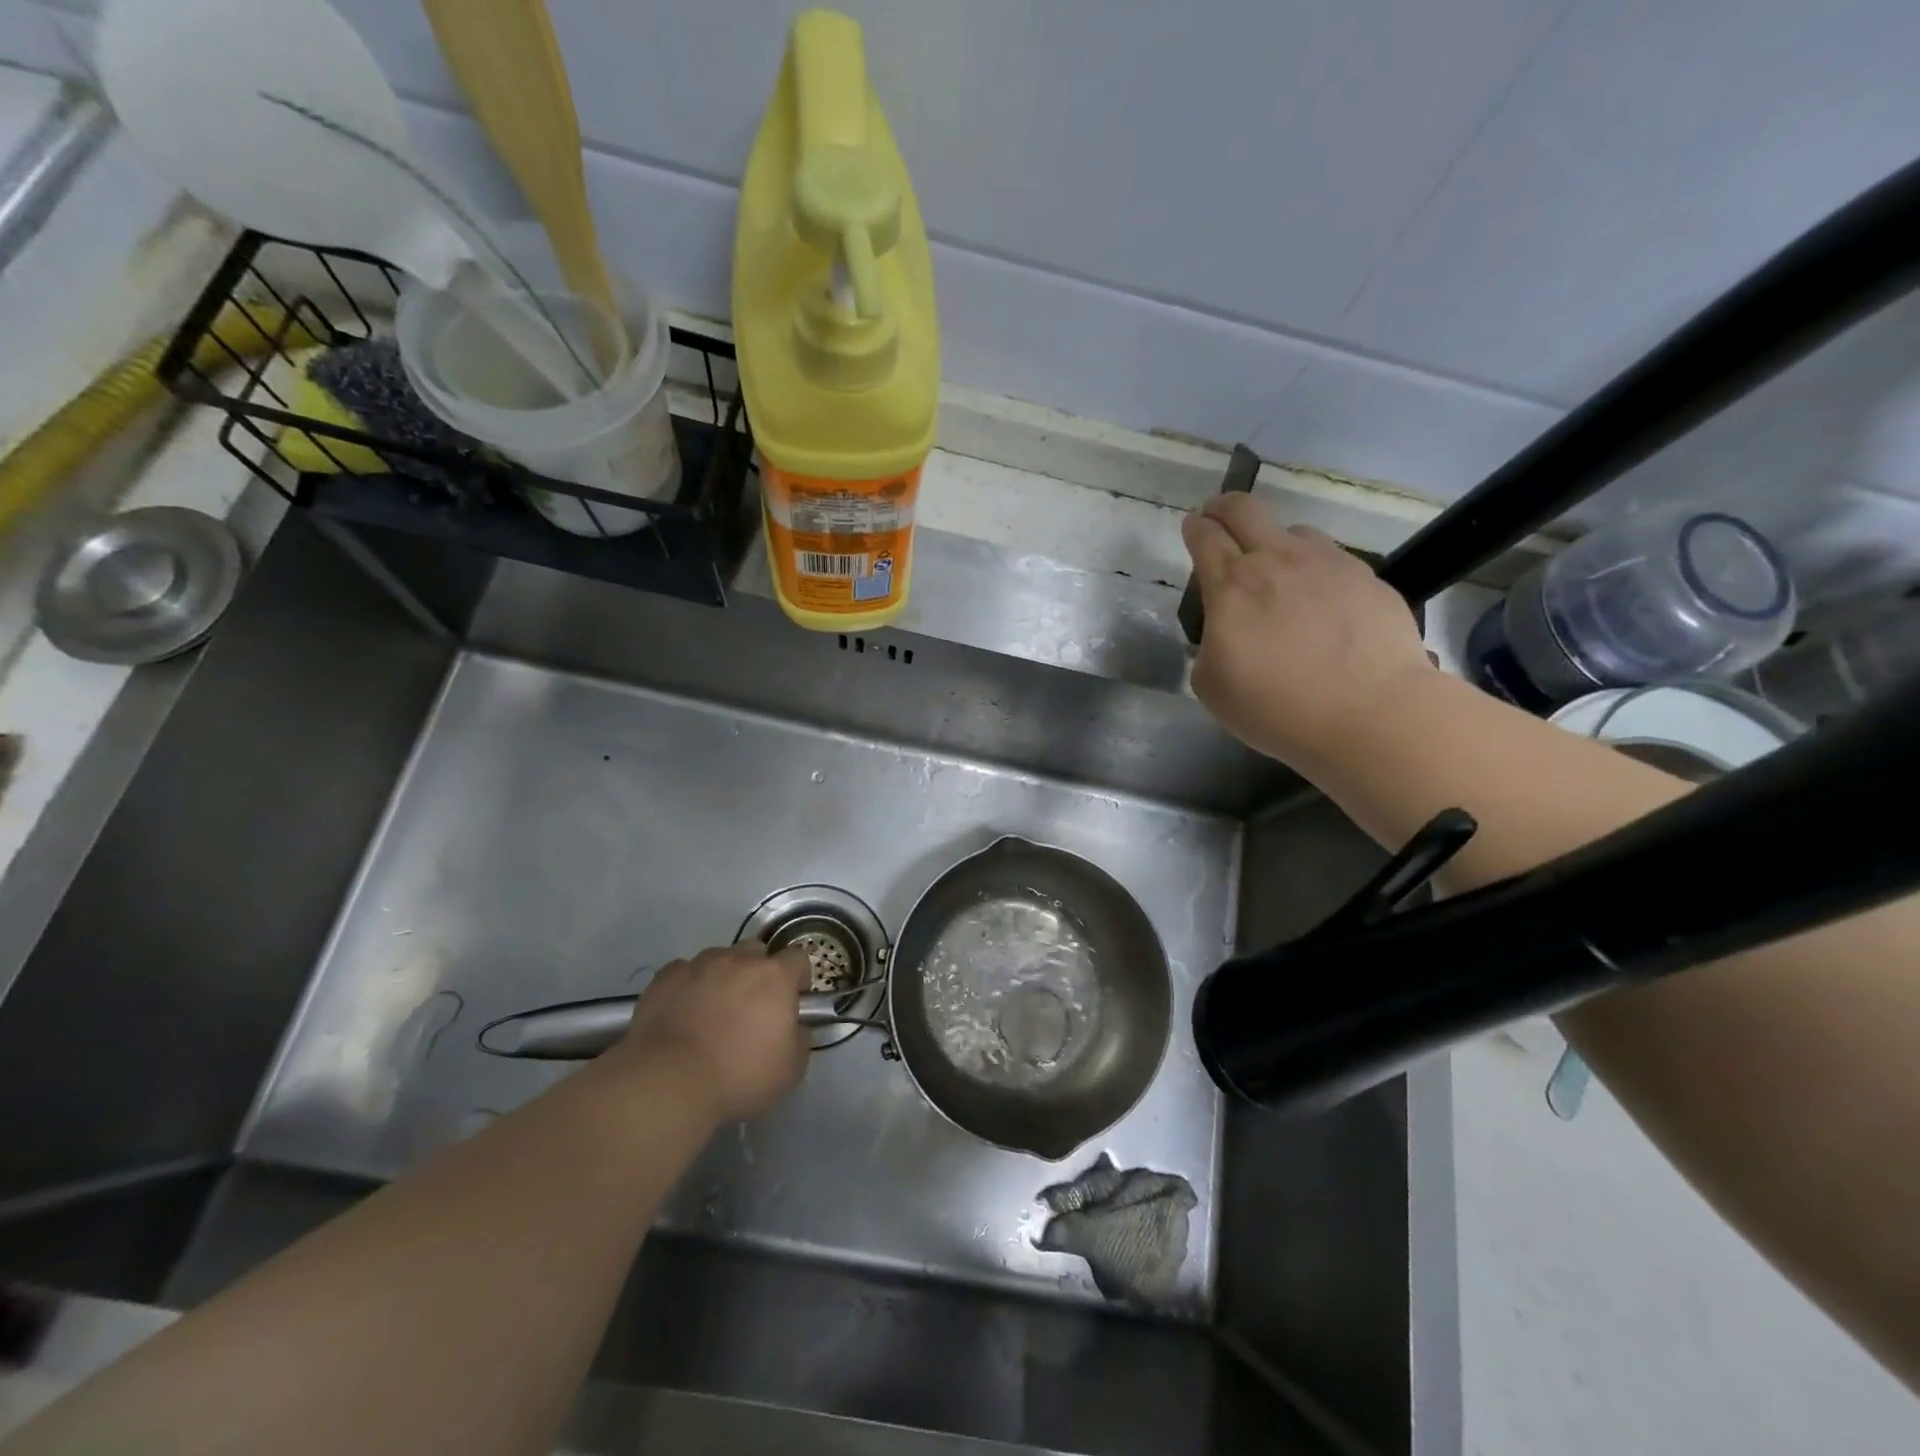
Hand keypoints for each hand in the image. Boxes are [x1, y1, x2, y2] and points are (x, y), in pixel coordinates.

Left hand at [612, 942, 812, 1121]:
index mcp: (775, 976)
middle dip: (758, 972)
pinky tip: (682, 1013)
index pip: (798, 959)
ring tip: (712, 1011)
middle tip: (752, 1007)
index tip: (792, 1002)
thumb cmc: (740, 1075)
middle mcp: (739, 960)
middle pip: (756, 951)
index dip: (798, 979)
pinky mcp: (665, 979)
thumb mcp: (791, 1068)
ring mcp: (699, 965)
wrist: (669, 1083)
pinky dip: (687, 987)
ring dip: (722, 977)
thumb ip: (800, 1038)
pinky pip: (683, 973)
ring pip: (718, 959)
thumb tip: (795, 1028)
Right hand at [1182, 493, 1432, 770]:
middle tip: (1217, 516)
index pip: (1205, 537)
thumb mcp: (1212, 685)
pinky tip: (1322, 604)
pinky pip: (1332, 561)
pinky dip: (1316, 572)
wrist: (1370, 714)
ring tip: (1278, 572)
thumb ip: (1210, 645)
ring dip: (1276, 543)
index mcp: (1232, 586)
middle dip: (1224, 506)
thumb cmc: (1277, 707)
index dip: (1194, 528)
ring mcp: (1329, 564)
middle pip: (1244, 508)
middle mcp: (1278, 560)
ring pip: (1294, 531)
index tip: (1192, 527)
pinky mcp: (1367, 578)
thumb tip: (1226, 631)